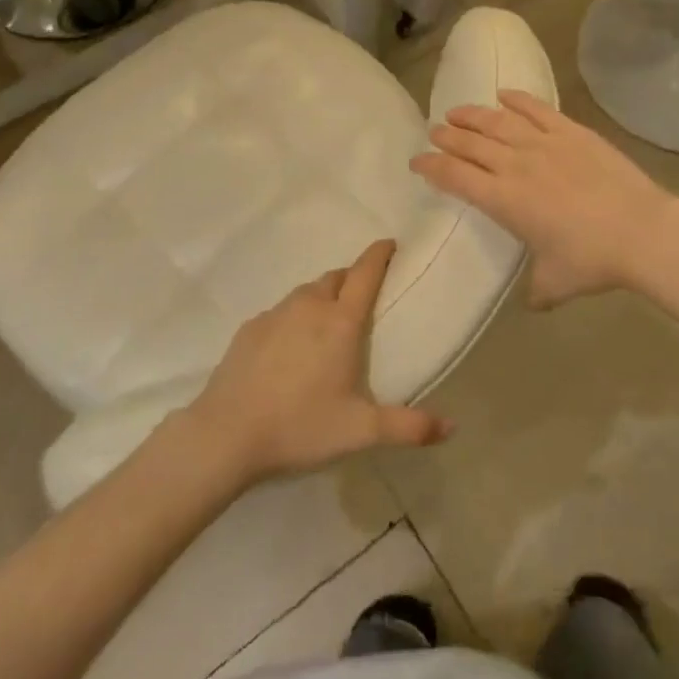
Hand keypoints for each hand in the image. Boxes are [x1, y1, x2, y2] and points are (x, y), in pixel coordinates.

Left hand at [186, 240, 450, 484]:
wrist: (227, 434)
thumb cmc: (300, 426)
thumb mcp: (359, 431)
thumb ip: (407, 427)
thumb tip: (452, 428)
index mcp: (340, 321)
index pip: (366, 272)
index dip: (380, 254)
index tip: (391, 244)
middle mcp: (309, 306)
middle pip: (337, 277)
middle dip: (353, 279)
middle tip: (363, 298)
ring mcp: (276, 313)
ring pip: (307, 292)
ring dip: (323, 297)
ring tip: (328, 324)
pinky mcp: (250, 327)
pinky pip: (281, 311)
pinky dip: (294, 318)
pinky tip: (290, 348)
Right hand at [411, 90, 678, 307]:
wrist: (641, 231)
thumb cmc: (592, 260)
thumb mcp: (556, 283)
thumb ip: (537, 289)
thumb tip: (533, 302)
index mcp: (504, 200)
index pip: (455, 177)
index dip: (431, 167)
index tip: (417, 162)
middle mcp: (515, 165)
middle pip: (470, 143)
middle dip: (447, 137)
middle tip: (434, 132)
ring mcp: (543, 143)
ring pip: (497, 121)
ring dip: (472, 115)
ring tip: (457, 112)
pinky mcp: (571, 131)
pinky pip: (536, 109)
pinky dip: (517, 99)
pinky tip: (503, 94)